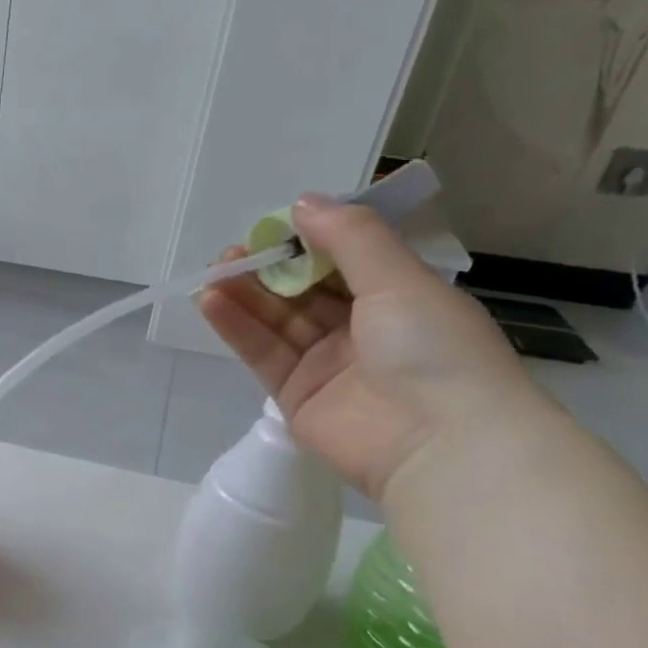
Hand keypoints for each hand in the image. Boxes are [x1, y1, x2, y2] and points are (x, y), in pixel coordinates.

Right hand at [199, 196, 545, 501]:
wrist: (436, 445)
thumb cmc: (432, 349)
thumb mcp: (399, 280)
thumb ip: (350, 238)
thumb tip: (302, 203)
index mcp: (399, 298)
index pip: (343, 261)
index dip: (308, 241)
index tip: (274, 226)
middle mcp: (361, 329)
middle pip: (303, 291)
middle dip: (269, 268)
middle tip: (233, 252)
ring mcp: (325, 363)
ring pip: (277, 320)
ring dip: (245, 294)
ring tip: (214, 272)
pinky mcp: (293, 393)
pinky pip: (261, 352)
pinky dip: (236, 326)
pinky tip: (212, 300)